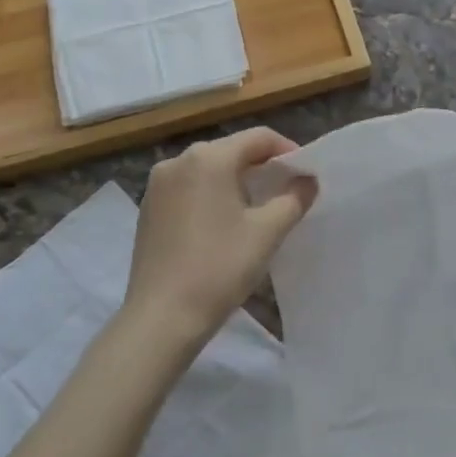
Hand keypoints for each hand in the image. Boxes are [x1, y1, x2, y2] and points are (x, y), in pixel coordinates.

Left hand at [124, 128, 315, 351]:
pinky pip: (188, 189)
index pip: (259, 138)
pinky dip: (211, 196)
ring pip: (208, 170)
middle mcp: (178, 161)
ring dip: (236, 181)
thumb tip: (307, 180)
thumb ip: (294, 198)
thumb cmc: (220, 268)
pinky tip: (223, 224)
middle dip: (262, 166)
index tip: (305, 174)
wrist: (162, 318)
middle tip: (286, 191)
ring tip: (257, 209)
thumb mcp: (268, 232)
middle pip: (231, 150)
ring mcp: (157, 186)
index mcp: (209, 158)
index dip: (288, 151)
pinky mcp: (148, 209)